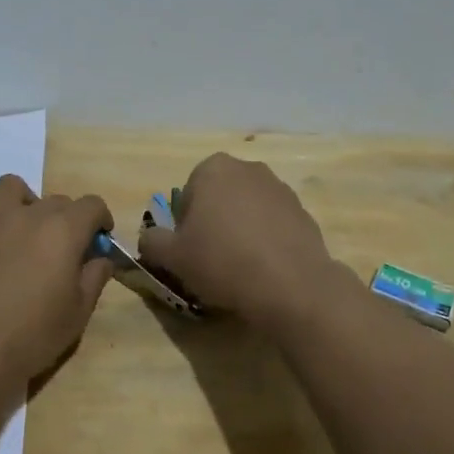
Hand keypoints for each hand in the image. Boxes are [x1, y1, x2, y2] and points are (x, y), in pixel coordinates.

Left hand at [0, 174, 114, 398]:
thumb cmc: (31, 338)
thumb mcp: (78, 314)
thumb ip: (94, 278)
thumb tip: (101, 258)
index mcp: (62, 231)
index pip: (92, 205)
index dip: (100, 220)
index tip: (97, 240)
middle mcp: (27, 214)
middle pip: (55, 200)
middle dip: (64, 220)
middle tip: (58, 252)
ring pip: (10, 187)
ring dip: (21, 202)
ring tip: (19, 231)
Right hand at [136, 153, 341, 329]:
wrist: (290, 285)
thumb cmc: (222, 262)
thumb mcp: (172, 257)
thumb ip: (152, 242)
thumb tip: (150, 239)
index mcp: (213, 169)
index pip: (187, 194)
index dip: (184, 225)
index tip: (190, 251)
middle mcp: (248, 168)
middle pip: (219, 198)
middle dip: (213, 223)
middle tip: (211, 259)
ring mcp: (280, 188)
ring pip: (247, 210)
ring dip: (240, 231)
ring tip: (240, 268)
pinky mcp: (303, 211)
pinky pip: (273, 225)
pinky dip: (266, 240)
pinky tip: (265, 269)